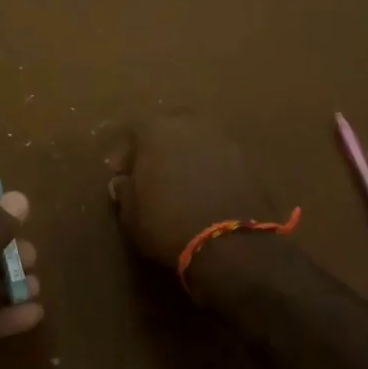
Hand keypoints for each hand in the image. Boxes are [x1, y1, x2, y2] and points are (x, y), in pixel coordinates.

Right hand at [105, 113, 275, 271]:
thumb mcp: (132, 215)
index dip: (126, 154)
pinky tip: (205, 189)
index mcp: (156, 130)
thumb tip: (122, 182)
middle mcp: (189, 124)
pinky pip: (218, 157)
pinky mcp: (246, 160)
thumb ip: (125, 192)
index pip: (134, 132)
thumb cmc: (168, 224)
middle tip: (152, 171)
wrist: (232, 244)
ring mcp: (222, 139)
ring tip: (181, 181)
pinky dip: (209, 168)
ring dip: (186, 155)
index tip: (121, 173)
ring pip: (197, 140)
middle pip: (169, 128)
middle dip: (159, 146)